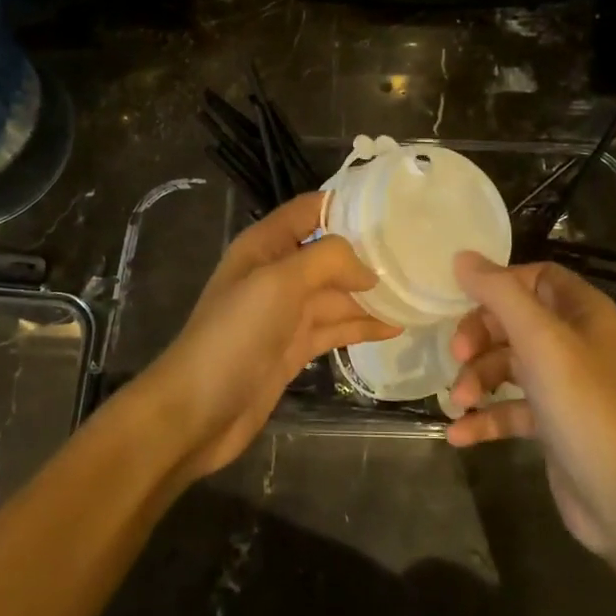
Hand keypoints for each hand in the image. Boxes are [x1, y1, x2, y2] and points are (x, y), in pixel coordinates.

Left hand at [138, 193, 397, 479]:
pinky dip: (361, 326)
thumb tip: (368, 269)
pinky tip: (394, 327)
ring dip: (370, 293)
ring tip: (415, 292)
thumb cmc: (235, 335)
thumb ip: (327, 260)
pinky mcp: (293, 347)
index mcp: (265, 245)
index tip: (394, 210)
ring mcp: (285, 313)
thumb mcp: (280, 282)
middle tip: (417, 255)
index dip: (347, 205)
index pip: (310, 210)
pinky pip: (334, 328)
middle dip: (367, 253)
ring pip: (336, 293)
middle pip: (328, 252)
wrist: (197, 410)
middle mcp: (277, 273)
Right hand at [446, 254, 615, 564]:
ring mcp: (565, 385)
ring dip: (477, 380)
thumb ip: (499, 294)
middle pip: (514, 321)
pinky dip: (485, 417)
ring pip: (507, 366)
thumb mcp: (540, 340)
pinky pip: (510, 408)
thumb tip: (462, 258)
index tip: (463, 299)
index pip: (536, 277)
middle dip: (480, 337)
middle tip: (456, 356)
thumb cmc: (585, 406)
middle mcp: (576, 343)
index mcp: (584, 313)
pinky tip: (459, 434)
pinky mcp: (553, 424)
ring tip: (458, 403)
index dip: (500, 284)